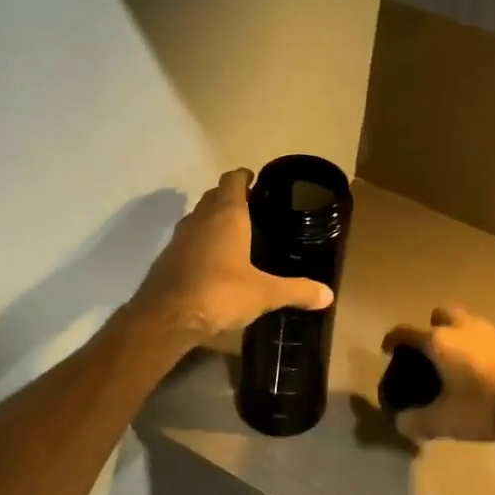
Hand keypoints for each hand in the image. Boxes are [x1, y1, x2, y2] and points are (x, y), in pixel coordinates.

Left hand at [131, 169, 333, 344]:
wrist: (166, 317)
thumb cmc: (219, 293)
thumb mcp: (264, 294)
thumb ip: (296, 291)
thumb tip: (329, 295)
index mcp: (226, 215)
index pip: (233, 180)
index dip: (245, 177)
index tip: (257, 181)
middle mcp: (200, 218)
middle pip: (214, 196)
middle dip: (230, 197)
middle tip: (252, 210)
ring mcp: (179, 237)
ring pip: (198, 217)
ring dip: (213, 219)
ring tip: (234, 235)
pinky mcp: (167, 258)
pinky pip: (188, 240)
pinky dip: (201, 242)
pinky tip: (213, 262)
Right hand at [383, 307, 494, 442]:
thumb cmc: (482, 408)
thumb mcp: (443, 422)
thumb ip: (415, 422)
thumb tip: (401, 422)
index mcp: (438, 341)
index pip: (405, 331)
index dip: (392, 339)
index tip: (387, 350)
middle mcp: (461, 328)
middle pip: (440, 314)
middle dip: (430, 327)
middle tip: (428, 351)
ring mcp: (489, 332)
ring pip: (465, 321)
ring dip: (455, 333)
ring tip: (454, 360)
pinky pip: (484, 335)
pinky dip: (476, 345)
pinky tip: (478, 368)